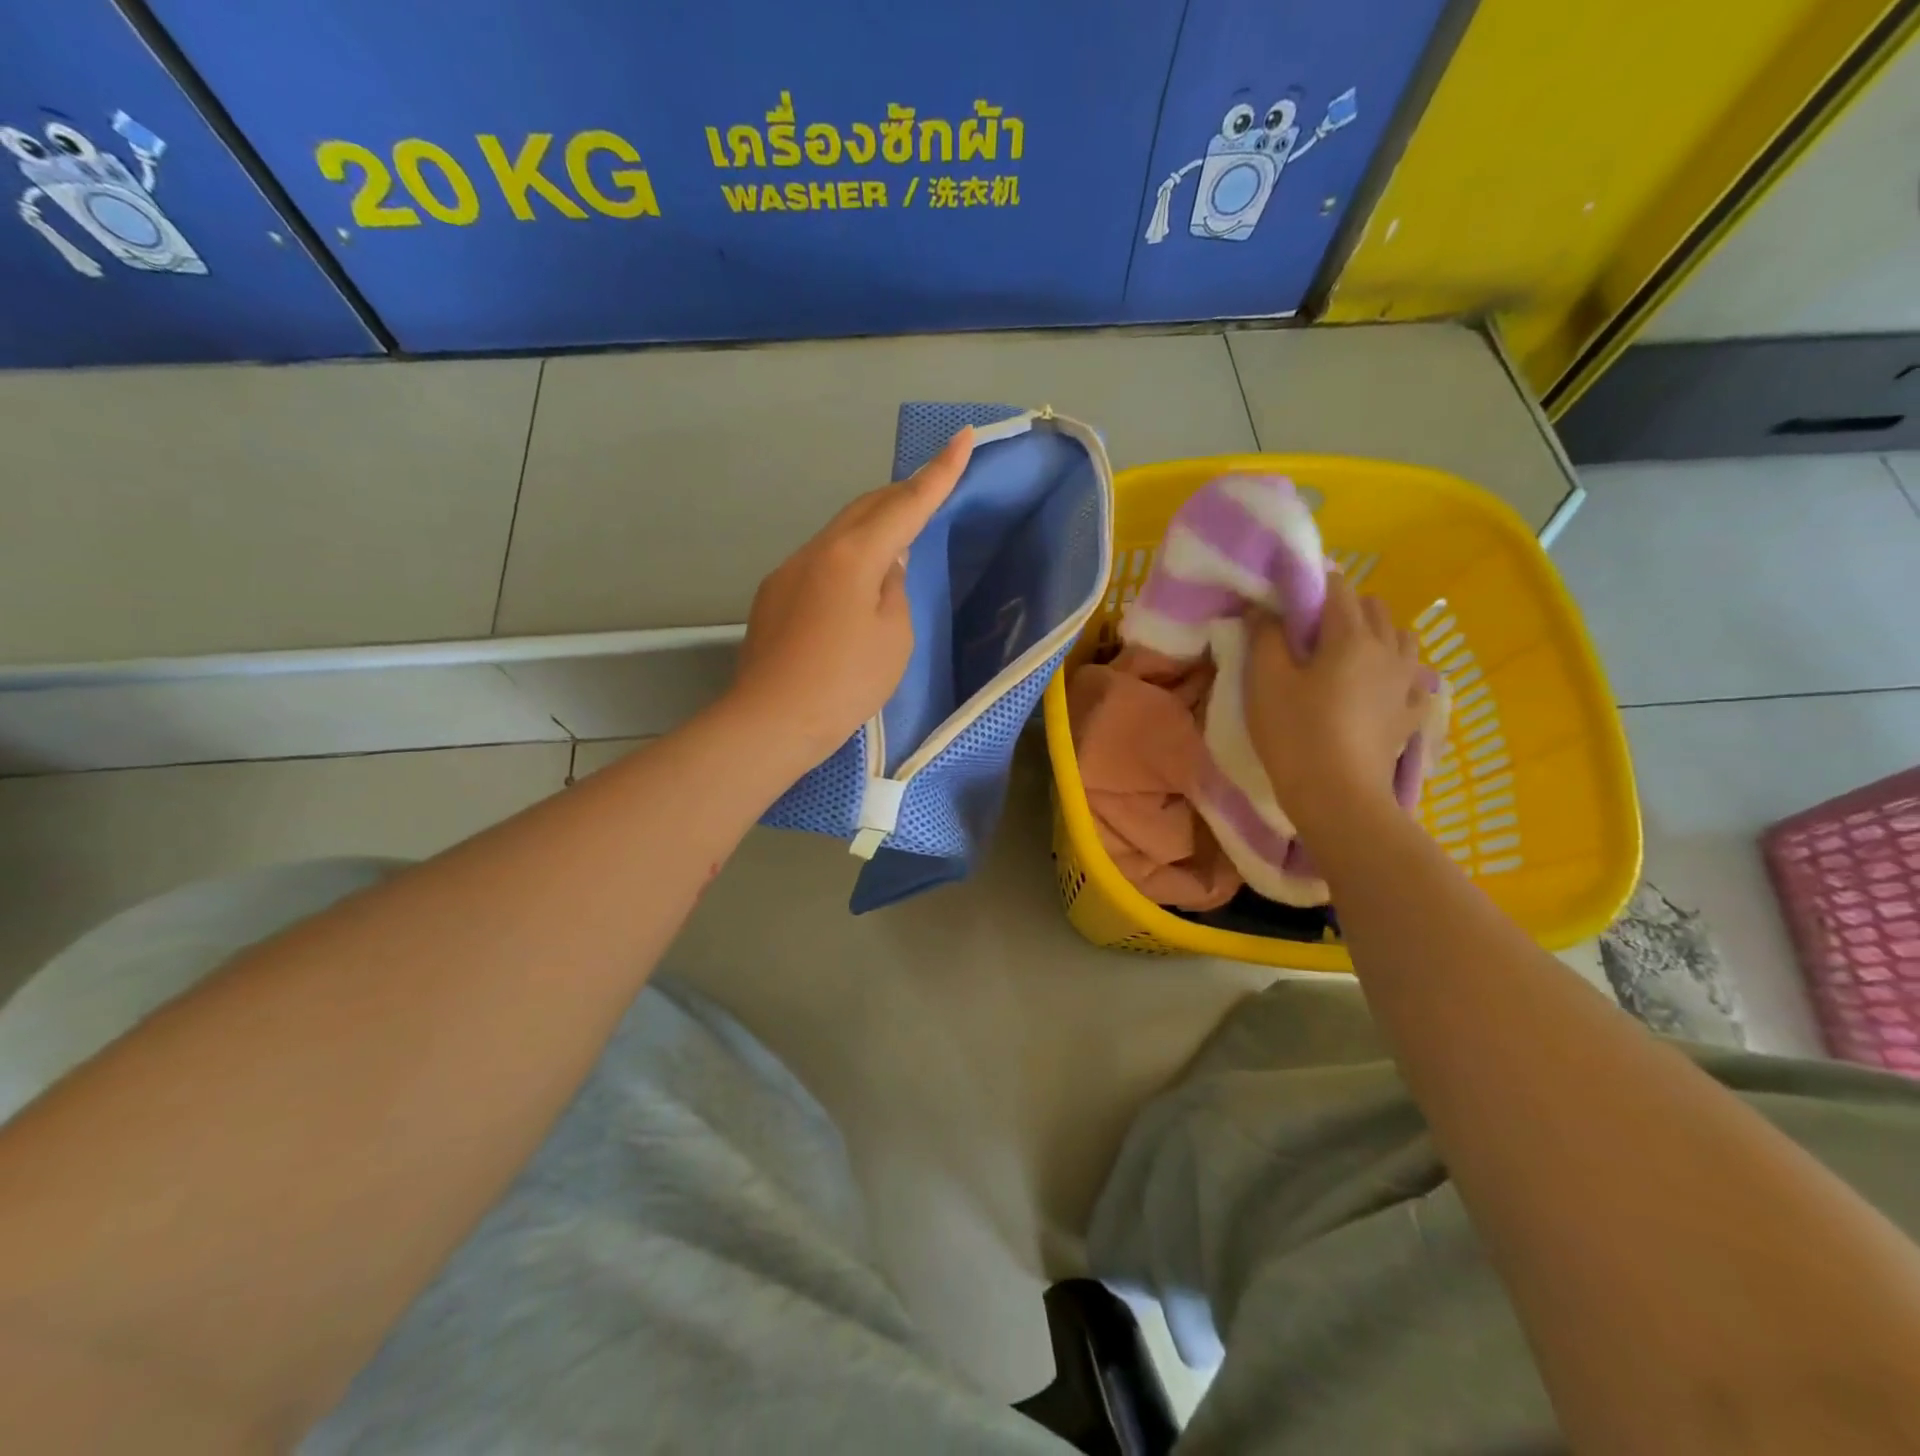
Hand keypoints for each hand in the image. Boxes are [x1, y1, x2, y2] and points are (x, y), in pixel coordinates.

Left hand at [730, 427, 972, 766]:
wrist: (772, 720)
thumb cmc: (846, 682)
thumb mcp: (894, 637)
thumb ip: (895, 589)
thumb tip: (885, 565)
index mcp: (854, 555)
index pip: (906, 504)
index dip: (939, 472)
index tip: (962, 437)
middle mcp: (817, 550)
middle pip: (866, 507)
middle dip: (902, 493)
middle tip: (932, 487)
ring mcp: (789, 570)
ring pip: (840, 532)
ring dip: (873, 526)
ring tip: (897, 540)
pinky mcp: (773, 594)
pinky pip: (820, 561)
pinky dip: (847, 559)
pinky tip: (854, 590)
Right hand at [1244, 573, 1431, 830]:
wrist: (1336, 795)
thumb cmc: (1294, 732)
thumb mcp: (1264, 680)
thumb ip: (1264, 636)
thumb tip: (1265, 609)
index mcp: (1351, 635)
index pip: (1338, 587)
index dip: (1312, 585)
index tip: (1288, 601)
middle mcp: (1388, 649)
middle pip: (1374, 607)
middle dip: (1345, 607)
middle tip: (1310, 632)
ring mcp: (1406, 683)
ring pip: (1400, 637)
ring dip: (1376, 635)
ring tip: (1346, 657)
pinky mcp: (1411, 714)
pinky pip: (1412, 679)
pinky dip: (1396, 673)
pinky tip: (1378, 688)